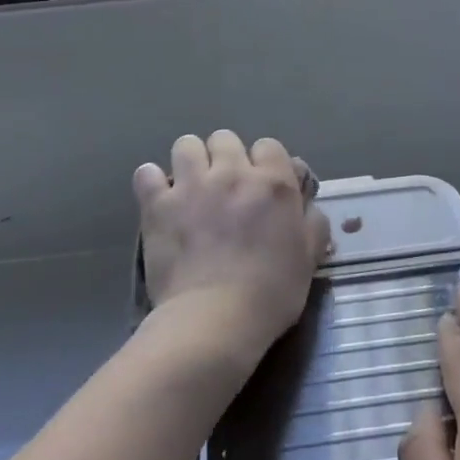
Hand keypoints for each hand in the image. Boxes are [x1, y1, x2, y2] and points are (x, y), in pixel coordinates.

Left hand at [135, 131, 329, 365]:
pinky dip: (152, 183)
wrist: (215, 320)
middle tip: (225, 188)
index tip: (261, 186)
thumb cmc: (270, 294)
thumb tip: (307, 203)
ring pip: (186, 144)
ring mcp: (191, 185)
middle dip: (225, 157)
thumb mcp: (308, 259)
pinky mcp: (158, 204)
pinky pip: (147, 173)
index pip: (269, 146)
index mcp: (273, 183)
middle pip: (225, 138)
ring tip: (190, 187)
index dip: (265, 163)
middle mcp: (232, 173)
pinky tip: (159, 199)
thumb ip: (312, 223)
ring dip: (190, 161)